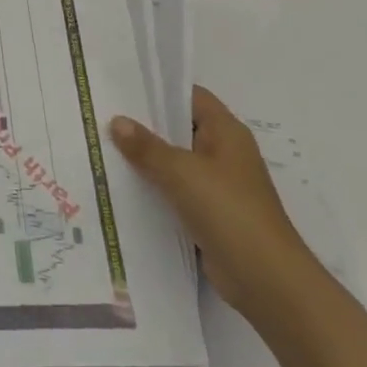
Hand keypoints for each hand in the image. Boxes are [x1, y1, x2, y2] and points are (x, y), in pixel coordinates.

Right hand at [109, 86, 319, 317]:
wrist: (266, 280)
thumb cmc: (229, 212)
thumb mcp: (182, 172)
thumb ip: (147, 147)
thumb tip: (117, 121)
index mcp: (226, 132)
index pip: (189, 96)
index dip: (158, 88)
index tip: (120, 86)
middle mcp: (223, 152)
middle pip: (178, 127)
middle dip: (143, 123)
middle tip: (100, 114)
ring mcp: (216, 184)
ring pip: (173, 160)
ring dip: (145, 157)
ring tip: (101, 146)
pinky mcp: (208, 212)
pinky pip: (174, 189)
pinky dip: (152, 186)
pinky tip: (120, 185)